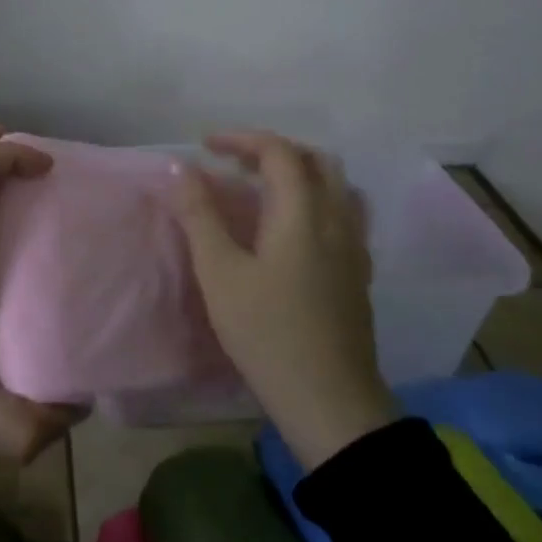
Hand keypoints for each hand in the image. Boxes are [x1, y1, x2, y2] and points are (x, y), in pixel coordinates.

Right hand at [175, 130, 395, 470]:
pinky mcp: (358, 273)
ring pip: (336, 187)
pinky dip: (314, 201)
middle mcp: (336, 220)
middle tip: (235, 163)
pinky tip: (291, 230)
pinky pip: (342, 215)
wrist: (330, 402)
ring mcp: (354, 248)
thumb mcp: (220, 273)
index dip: (241, 139)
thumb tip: (183, 169)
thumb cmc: (267, 333)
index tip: (206, 146)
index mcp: (303, 213)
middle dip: (274, 151)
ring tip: (262, 190)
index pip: (278, 152)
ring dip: (299, 174)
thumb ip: (200, 216)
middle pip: (316, 161)